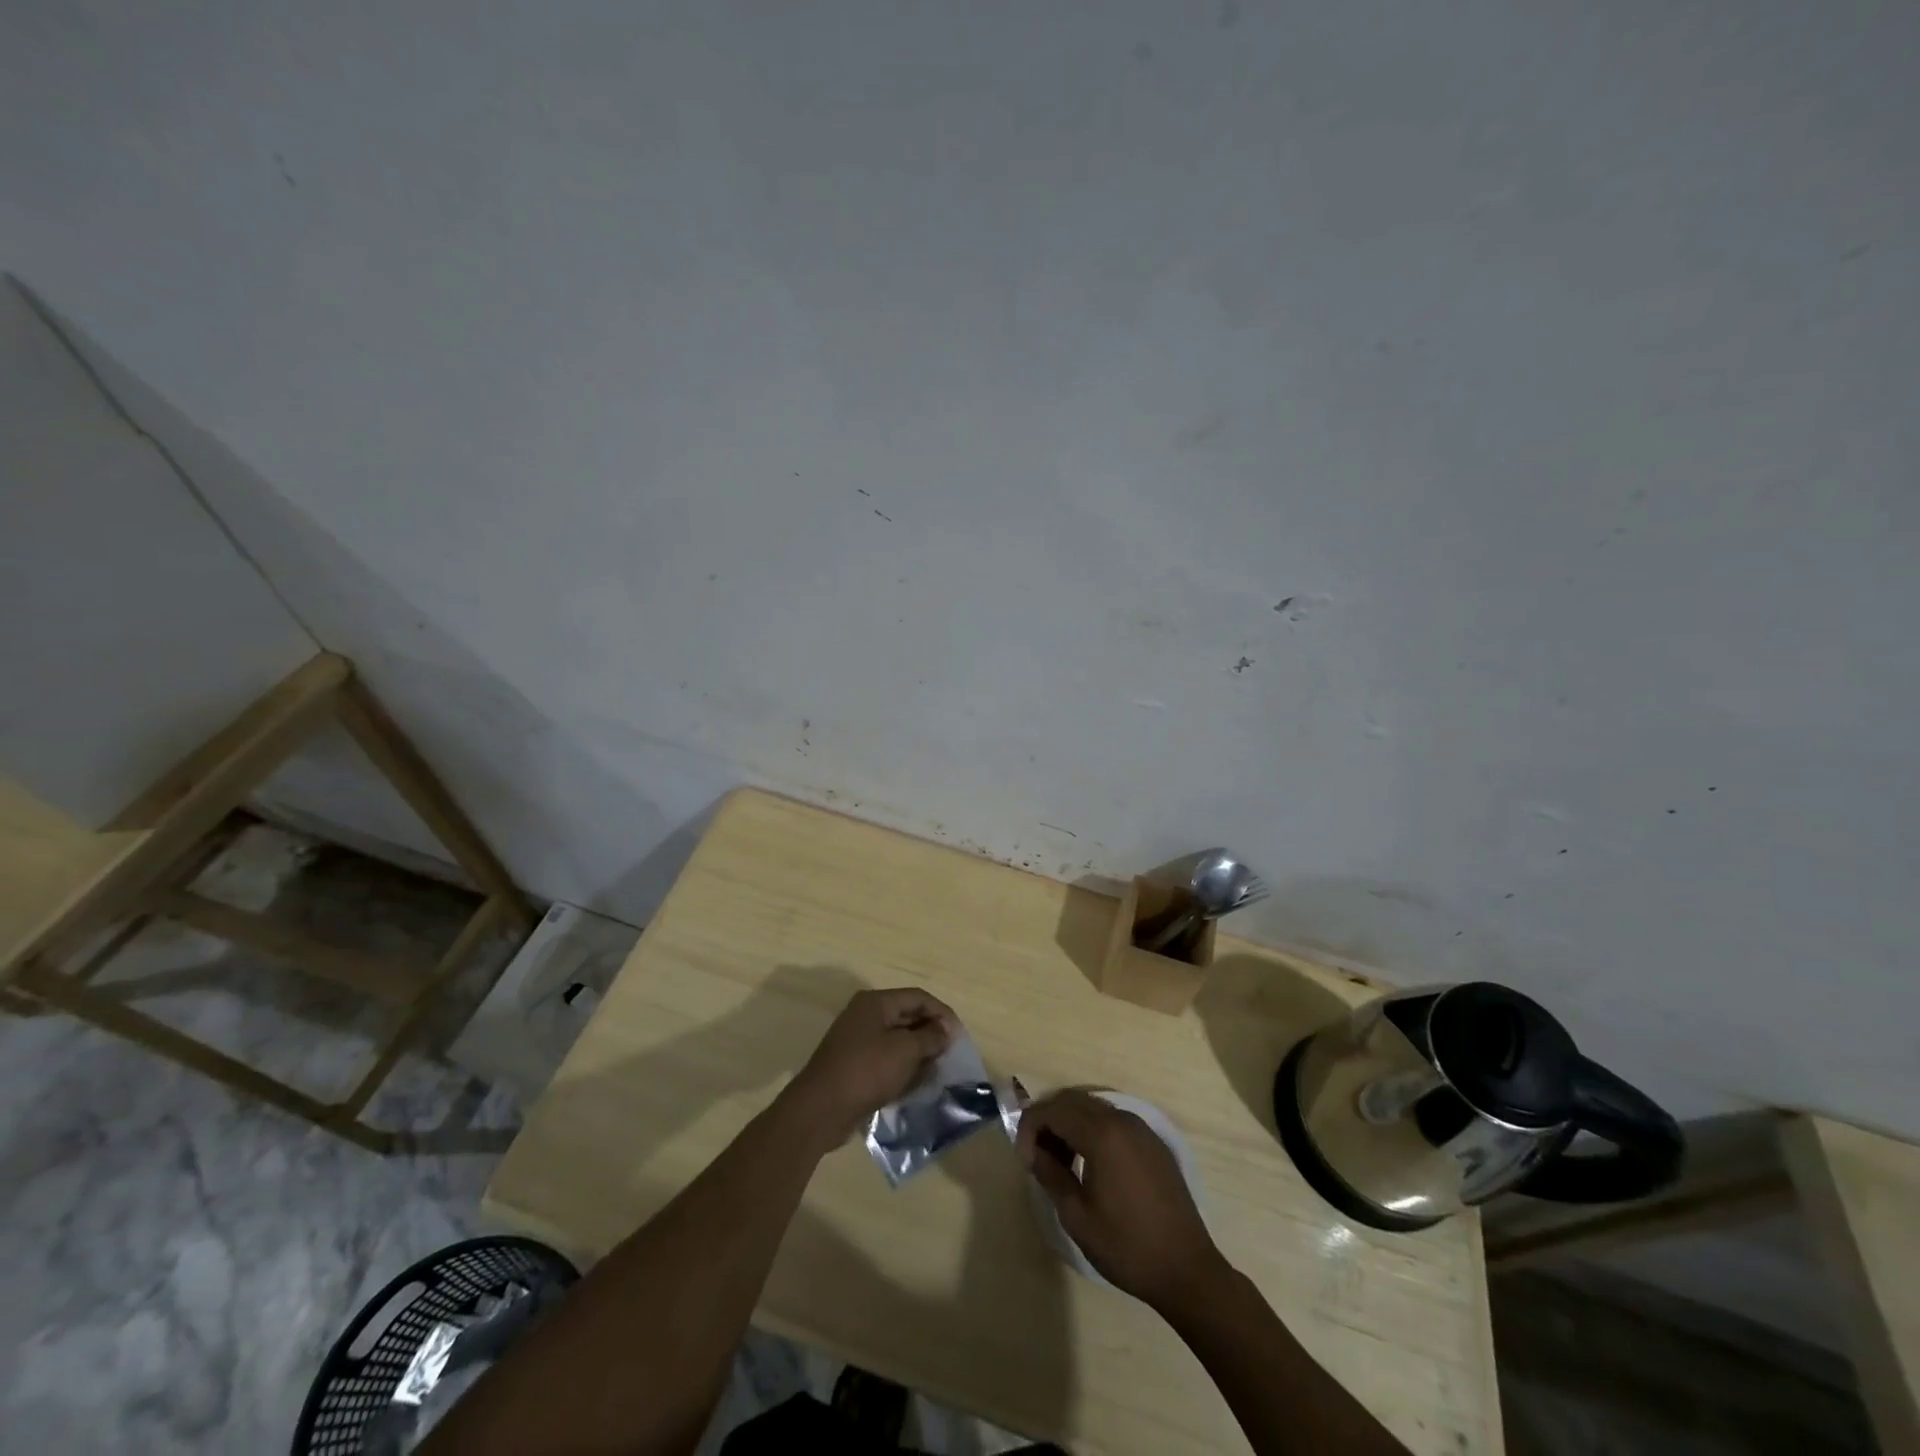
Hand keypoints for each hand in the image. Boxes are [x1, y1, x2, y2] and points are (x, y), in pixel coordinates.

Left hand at [782, 987, 955, 1151]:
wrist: (820, 1110)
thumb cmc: (866, 1071)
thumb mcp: (904, 1051)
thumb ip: (930, 1037)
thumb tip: (946, 1029)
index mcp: (875, 1002)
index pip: (918, 998)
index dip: (942, 1013)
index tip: (959, 1037)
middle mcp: (865, 1016)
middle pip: (907, 1017)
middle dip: (930, 1034)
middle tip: (950, 1055)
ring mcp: (857, 1041)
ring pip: (897, 1041)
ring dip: (918, 1054)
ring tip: (937, 1072)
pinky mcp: (854, 1066)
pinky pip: (886, 1060)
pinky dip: (902, 1069)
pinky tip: (916, 1085)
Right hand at [1016, 1089, 1225, 1310]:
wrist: (1187, 1270)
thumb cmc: (1127, 1246)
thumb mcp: (1077, 1216)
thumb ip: (1050, 1174)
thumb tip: (1033, 1151)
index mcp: (1102, 1134)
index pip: (1053, 1110)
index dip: (1030, 1127)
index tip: (1023, 1158)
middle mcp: (1122, 1119)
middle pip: (1073, 1101)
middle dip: (1048, 1120)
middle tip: (1037, 1155)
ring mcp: (1142, 1128)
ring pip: (1093, 1108)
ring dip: (1070, 1124)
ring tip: (1060, 1161)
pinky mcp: (1153, 1142)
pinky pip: (1114, 1121)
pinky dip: (1093, 1130)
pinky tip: (1090, 1163)